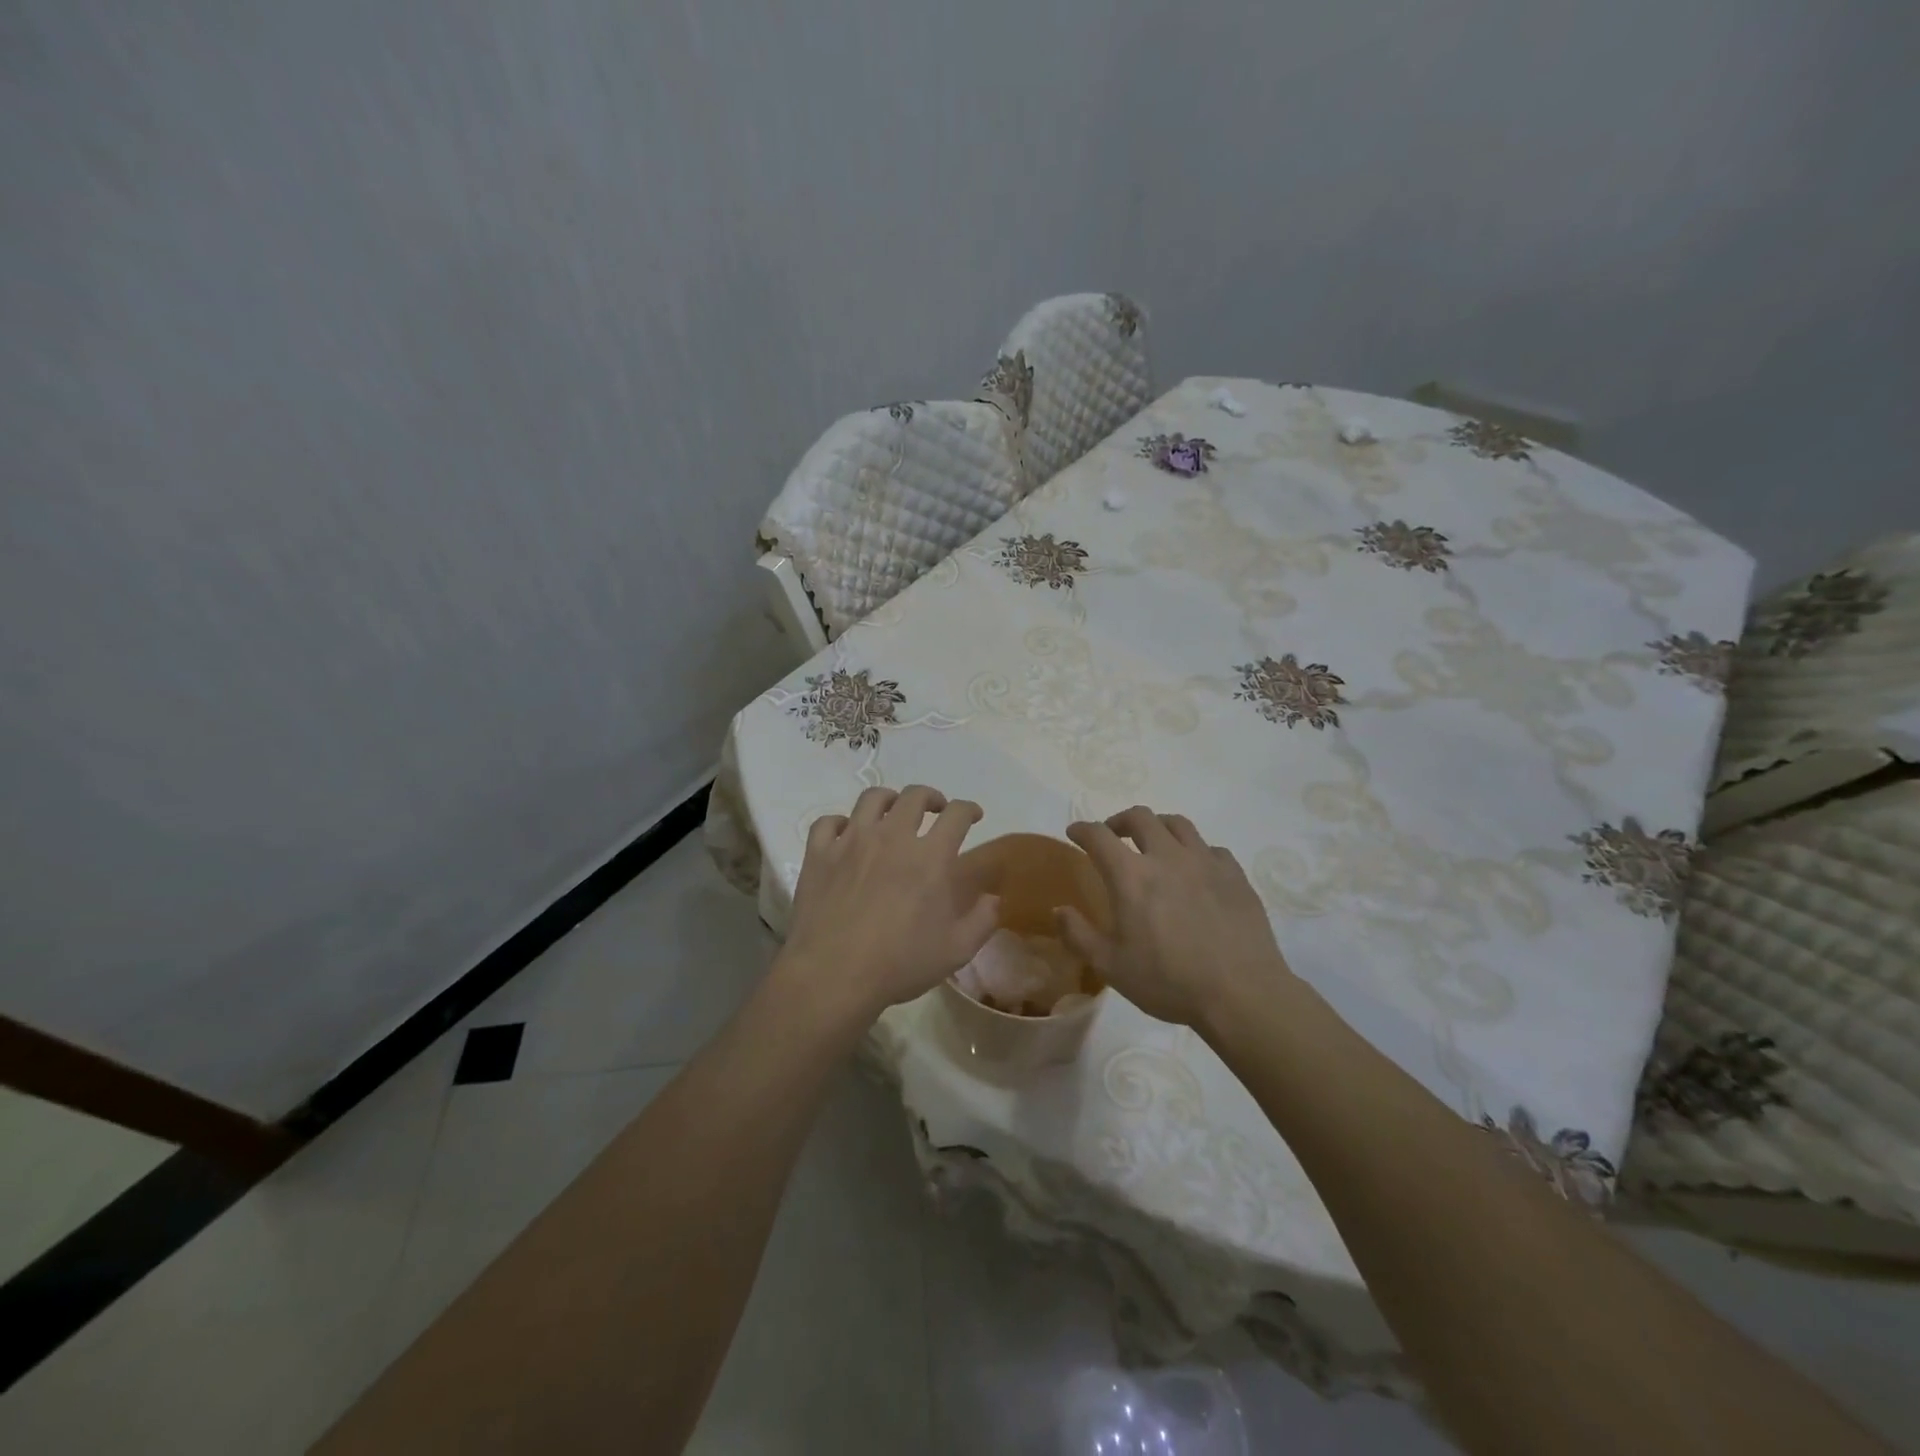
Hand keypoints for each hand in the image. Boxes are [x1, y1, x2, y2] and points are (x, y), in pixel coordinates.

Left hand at [777, 785, 1000, 1021]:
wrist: (833, 975)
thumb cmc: (899, 964)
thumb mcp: (956, 950)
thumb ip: (982, 920)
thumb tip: (993, 898)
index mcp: (930, 857)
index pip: (957, 814)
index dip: (969, 809)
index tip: (973, 816)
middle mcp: (892, 837)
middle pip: (914, 796)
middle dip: (931, 797)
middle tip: (935, 811)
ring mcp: (851, 841)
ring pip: (871, 798)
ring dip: (888, 800)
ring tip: (892, 814)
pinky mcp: (819, 854)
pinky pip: (828, 822)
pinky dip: (840, 823)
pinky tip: (845, 835)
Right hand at [1057, 806, 1295, 1031]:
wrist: (1242, 993)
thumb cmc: (1169, 981)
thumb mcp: (1111, 967)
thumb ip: (1079, 935)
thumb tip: (1059, 910)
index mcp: (1131, 876)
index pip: (1099, 836)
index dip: (1082, 829)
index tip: (1074, 832)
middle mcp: (1167, 857)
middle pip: (1140, 817)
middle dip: (1120, 820)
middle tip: (1114, 835)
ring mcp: (1205, 861)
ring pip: (1177, 823)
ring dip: (1158, 826)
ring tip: (1154, 843)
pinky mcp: (1235, 874)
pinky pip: (1211, 848)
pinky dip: (1195, 851)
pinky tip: (1195, 869)